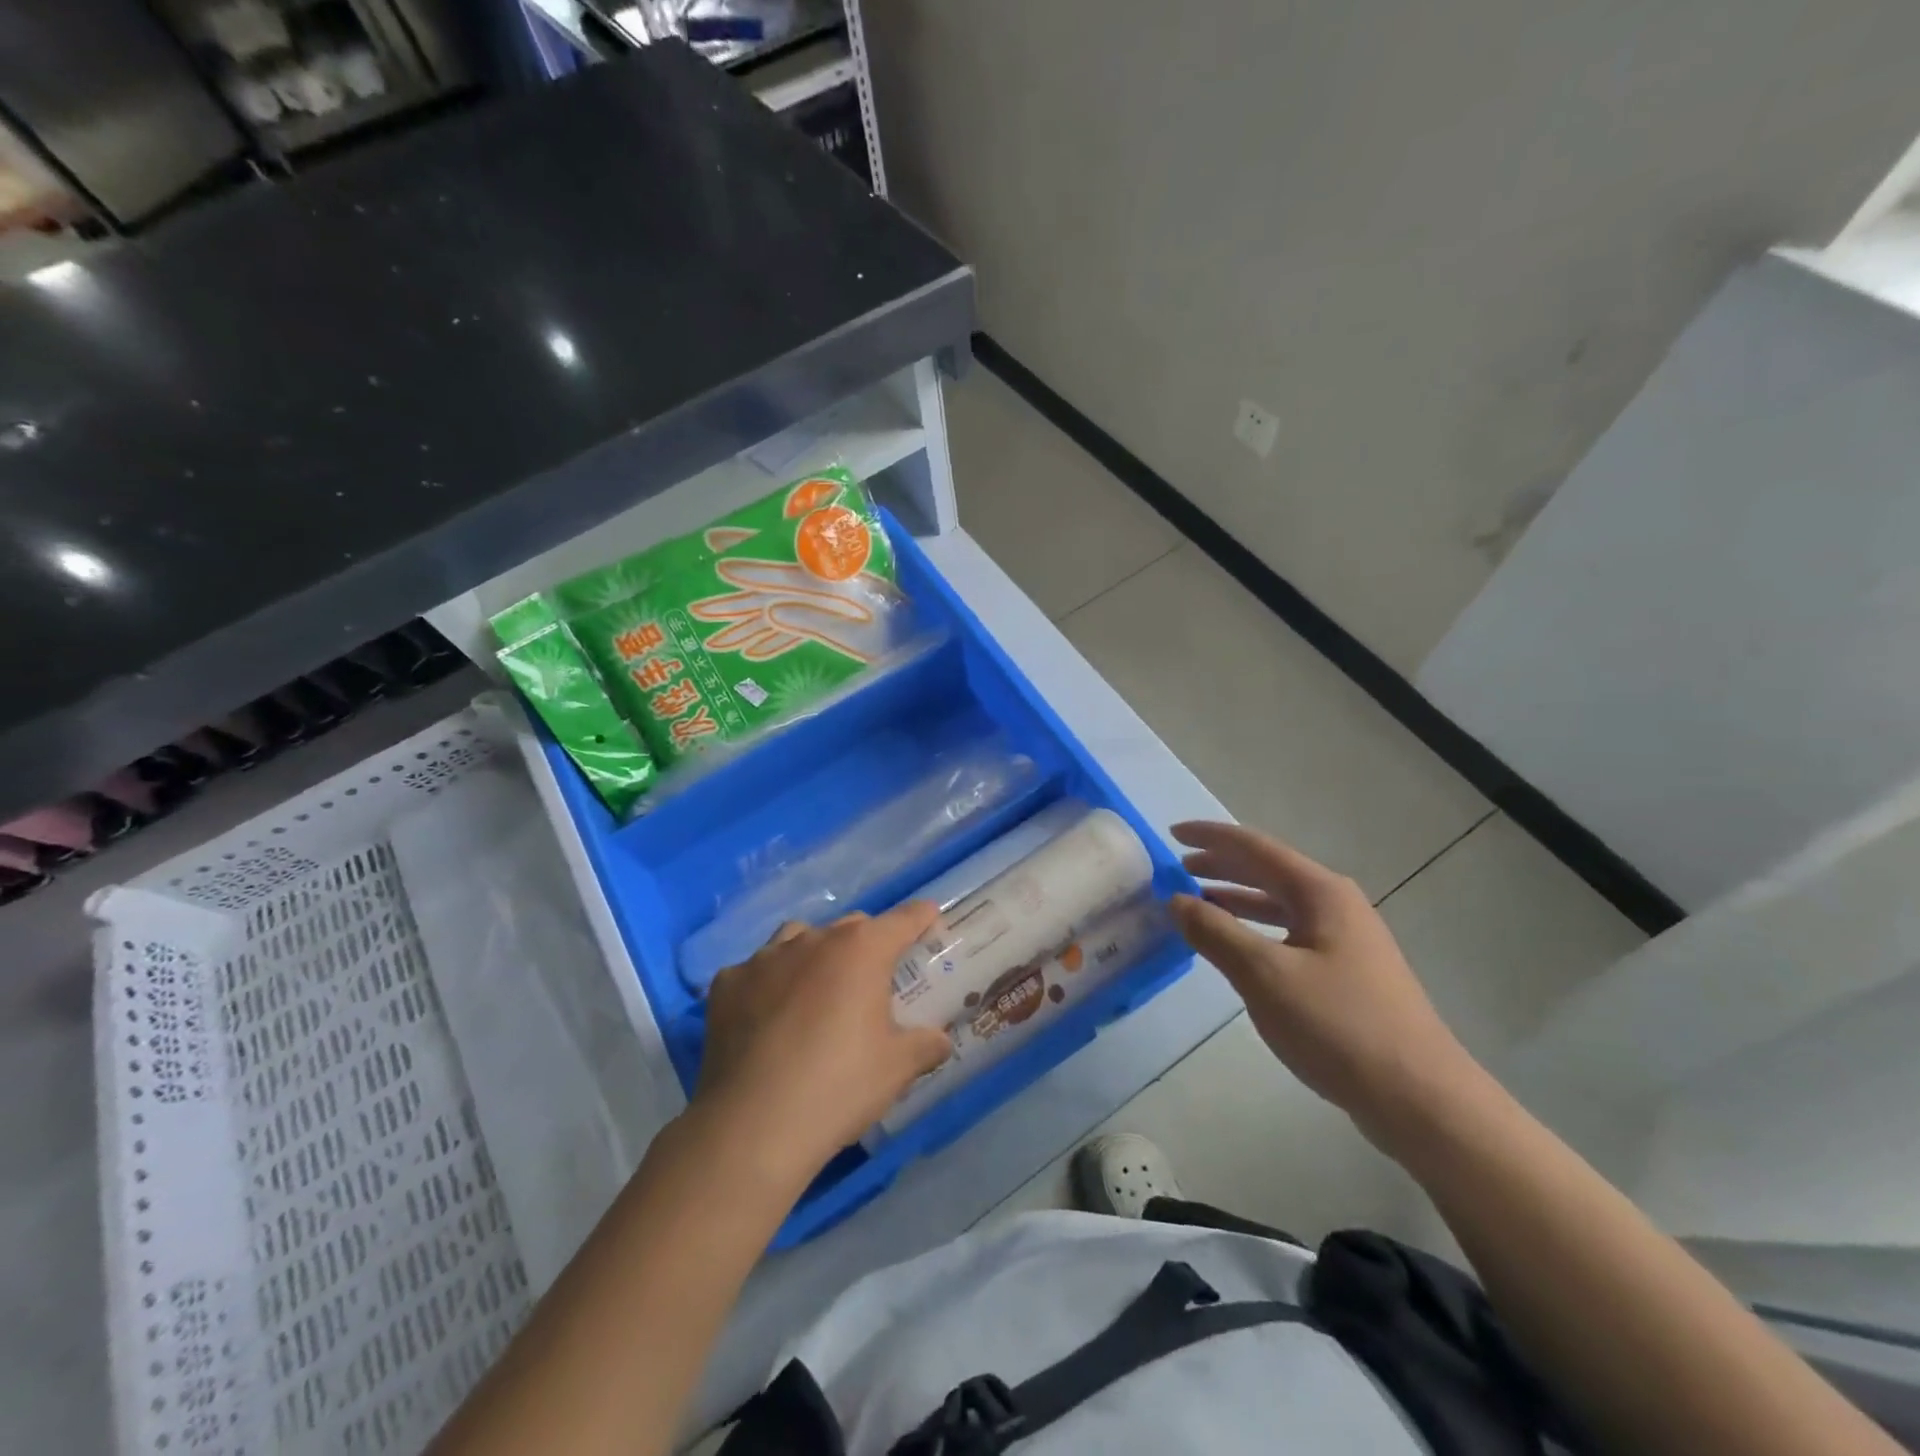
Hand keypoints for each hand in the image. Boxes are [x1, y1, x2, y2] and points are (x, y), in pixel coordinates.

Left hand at [693, 903, 953, 1183]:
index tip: (929, 917)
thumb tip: (940, 1039)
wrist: (751, 1127)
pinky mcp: (727, 984)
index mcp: (861, 950)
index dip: (920, 917)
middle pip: (850, 927)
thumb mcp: (897, 1069)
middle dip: (866, 944)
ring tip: (815, 991)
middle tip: (872, 980)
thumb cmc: (838, 1088)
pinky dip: (767, 985)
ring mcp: (764, 958)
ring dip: (813, 955)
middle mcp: (813, 940)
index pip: (903, 920)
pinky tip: (766, 1018)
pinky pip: (755, 971)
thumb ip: (926, 1045)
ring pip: (798, 938)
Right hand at [1168, 821, 1483, 1154]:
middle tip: (1177, 866)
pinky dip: (1255, 929)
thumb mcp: (1264, 975)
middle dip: (1221, 864)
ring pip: (1279, 904)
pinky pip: (1288, 933)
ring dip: (1236, 898)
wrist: (1419, 1098)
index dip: (1210, 837)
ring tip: (1197, 901)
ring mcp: (1345, 940)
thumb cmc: (1338, 1025)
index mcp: (1320, 892)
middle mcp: (1335, 905)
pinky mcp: (1347, 973)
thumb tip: (1175, 899)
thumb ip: (1215, 932)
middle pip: (1268, 871)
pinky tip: (1236, 947)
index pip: (1255, 847)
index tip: (1171, 833)